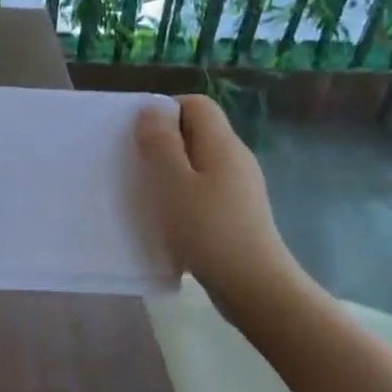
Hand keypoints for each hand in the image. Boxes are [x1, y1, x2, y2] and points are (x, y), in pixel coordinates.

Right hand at [136, 95, 317, 326]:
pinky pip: (205, 189)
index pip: (196, 104)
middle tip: (137, 165)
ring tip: (148, 194)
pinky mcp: (237, 213)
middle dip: (164, 142)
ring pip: (199, 163)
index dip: (165, 111)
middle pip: (197, 132)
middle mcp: (236, 158)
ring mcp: (240, 187)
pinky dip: (183, 195)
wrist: (254, 287)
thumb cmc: (208, 229)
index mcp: (222, 144)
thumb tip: (154, 109)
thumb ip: (161, 142)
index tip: (139, 137)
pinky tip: (169, 219)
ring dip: (171, 172)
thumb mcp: (173, 182)